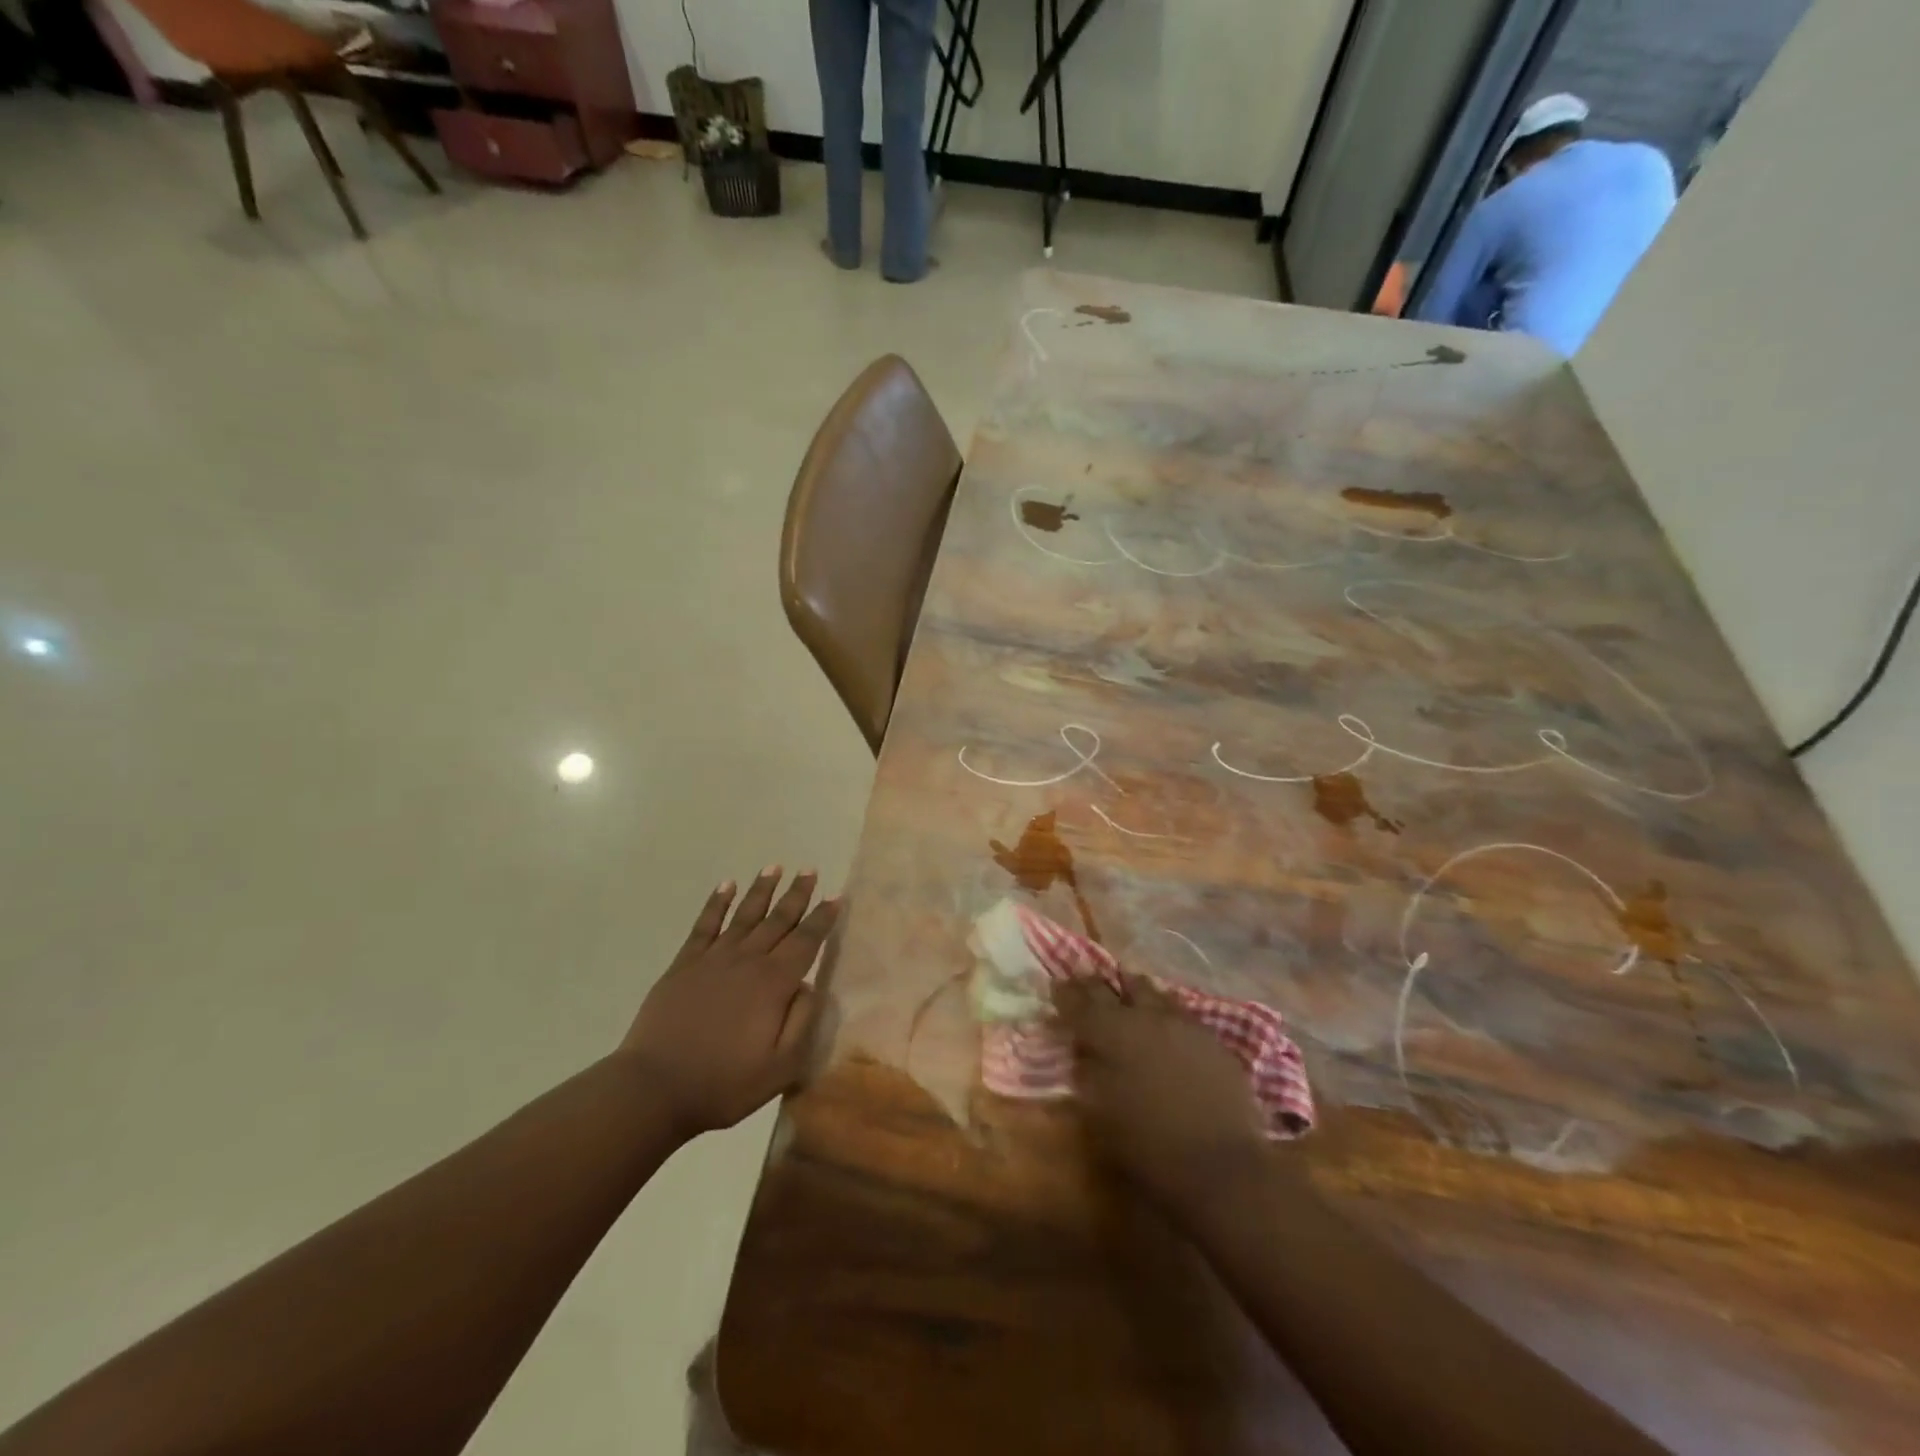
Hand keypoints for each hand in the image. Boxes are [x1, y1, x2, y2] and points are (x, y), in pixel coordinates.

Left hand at [621, 868, 839, 1139]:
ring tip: (774, 867)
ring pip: (744, 915)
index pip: (806, 941)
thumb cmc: (724, 1083)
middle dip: (797, 894)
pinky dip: (716, 903)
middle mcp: (747, 960)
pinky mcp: (684, 965)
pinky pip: (705, 925)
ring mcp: (713, 959)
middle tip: (810, 870)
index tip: (836, 896)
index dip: (822, 918)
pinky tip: (725, 886)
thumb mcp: (781, 1067)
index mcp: (774, 983)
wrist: (654, 1089)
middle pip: (778, 920)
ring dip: (761, 889)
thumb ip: (803, 1022)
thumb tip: (811, 985)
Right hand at [1056, 973, 1267, 1217]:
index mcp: (1110, 1033)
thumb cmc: (1148, 1147)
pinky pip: (1180, 1012)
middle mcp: (1144, 1016)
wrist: (1221, 1166)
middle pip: (1115, 986)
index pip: (1079, 1001)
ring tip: (1127, 994)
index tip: (1056, 985)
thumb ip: (1087, 1073)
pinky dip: (1165, 1012)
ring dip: (1134, 991)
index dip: (1065, 992)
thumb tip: (1082, 1051)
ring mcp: (1182, 1023)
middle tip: (1086, 984)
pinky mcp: (1211, 1039)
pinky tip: (1165, 1024)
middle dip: (1096, 985)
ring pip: (1152, 991)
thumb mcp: (1099, 1115)